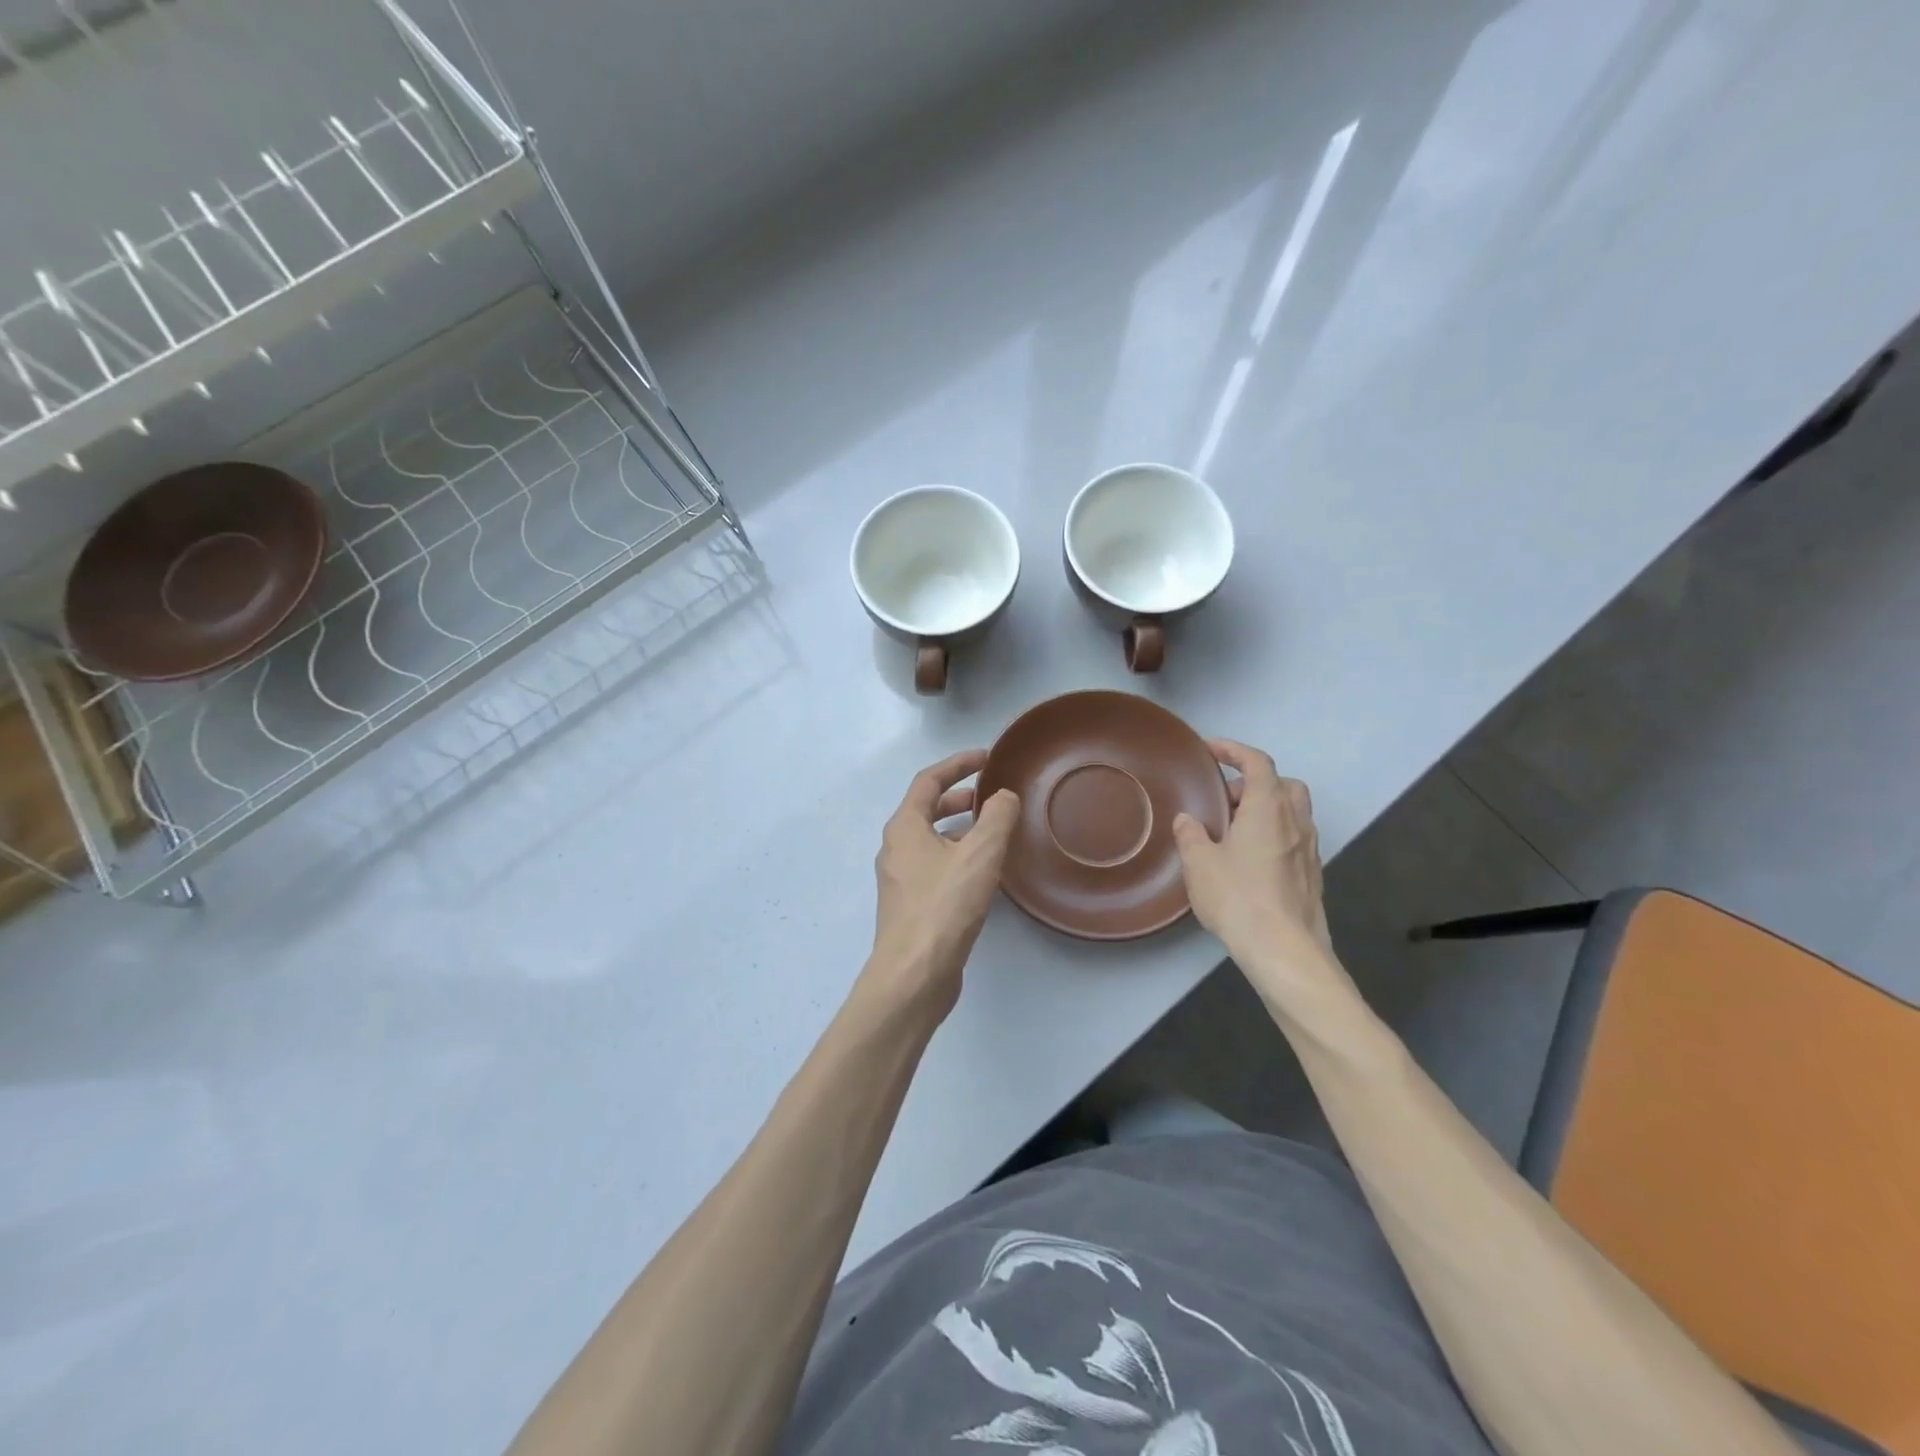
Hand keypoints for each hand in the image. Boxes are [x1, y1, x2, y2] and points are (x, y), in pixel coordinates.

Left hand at [862, 749, 1019, 1020]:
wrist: (913, 975)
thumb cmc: (944, 907)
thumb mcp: (980, 855)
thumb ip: (997, 817)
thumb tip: (1003, 796)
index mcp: (904, 827)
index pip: (928, 780)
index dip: (958, 764)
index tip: (987, 758)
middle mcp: (896, 848)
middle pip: (926, 809)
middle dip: (958, 797)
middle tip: (991, 796)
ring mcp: (900, 879)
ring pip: (931, 840)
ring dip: (959, 829)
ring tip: (993, 833)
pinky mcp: (910, 906)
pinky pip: (934, 866)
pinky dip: (956, 856)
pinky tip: (982, 874)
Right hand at [1172, 740, 1342, 1000]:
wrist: (1285, 950)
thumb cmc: (1239, 897)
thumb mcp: (1200, 863)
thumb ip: (1191, 835)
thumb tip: (1188, 820)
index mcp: (1268, 807)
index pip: (1257, 762)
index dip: (1233, 750)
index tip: (1209, 751)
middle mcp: (1295, 820)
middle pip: (1282, 784)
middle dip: (1252, 783)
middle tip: (1222, 801)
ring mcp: (1309, 848)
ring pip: (1292, 812)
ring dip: (1265, 810)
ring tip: (1233, 832)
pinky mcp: (1312, 875)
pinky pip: (1293, 838)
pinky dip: (1273, 835)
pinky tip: (1249, 860)